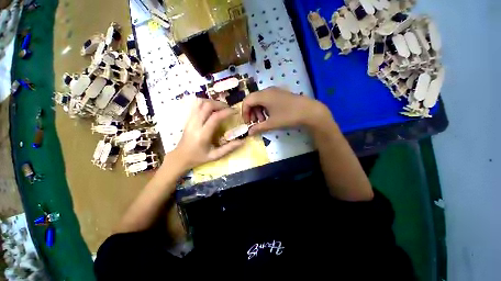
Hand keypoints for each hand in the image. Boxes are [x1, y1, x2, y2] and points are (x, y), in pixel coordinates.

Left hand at [173, 99, 243, 169]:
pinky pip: (196, 105)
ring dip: (213, 102)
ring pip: (200, 102)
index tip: (235, 111)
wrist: (180, 157)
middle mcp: (195, 124)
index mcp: (203, 135)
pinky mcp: (188, 118)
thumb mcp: (215, 156)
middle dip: (220, 104)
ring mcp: (190, 120)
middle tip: (229, 108)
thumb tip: (242, 141)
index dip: (227, 112)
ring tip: (221, 107)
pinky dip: (205, 102)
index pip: (215, 117)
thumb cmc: (199, 157)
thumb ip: (229, 148)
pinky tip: (212, 108)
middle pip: (207, 106)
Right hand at [242, 87, 331, 134]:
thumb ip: (258, 128)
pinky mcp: (280, 94)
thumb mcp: (272, 123)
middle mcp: (267, 90)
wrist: (309, 111)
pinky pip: (267, 99)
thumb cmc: (288, 116)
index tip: (248, 123)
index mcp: (263, 96)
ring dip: (258, 111)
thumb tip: (249, 133)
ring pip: (260, 100)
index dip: (244, 112)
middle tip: (256, 123)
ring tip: (264, 121)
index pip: (247, 101)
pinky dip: (265, 108)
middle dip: (252, 112)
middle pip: (253, 100)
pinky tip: (270, 116)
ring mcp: (275, 91)